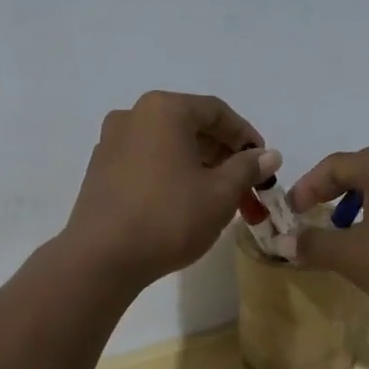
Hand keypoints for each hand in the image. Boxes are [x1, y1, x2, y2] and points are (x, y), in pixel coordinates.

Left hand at [61, 91, 277, 288]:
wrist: (101, 258)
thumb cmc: (169, 217)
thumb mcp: (220, 194)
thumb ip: (247, 168)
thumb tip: (268, 155)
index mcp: (163, 110)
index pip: (216, 111)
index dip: (245, 135)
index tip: (263, 162)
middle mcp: (133, 115)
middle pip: (189, 125)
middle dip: (222, 153)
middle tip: (245, 184)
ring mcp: (111, 141)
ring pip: (167, 144)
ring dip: (197, 164)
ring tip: (218, 196)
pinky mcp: (100, 169)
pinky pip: (145, 160)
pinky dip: (170, 172)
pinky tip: (183, 201)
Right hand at [287, 146, 368, 319]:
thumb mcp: (353, 256)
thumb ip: (314, 245)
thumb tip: (283, 243)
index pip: (334, 165)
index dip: (306, 187)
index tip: (291, 212)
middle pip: (360, 168)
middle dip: (332, 191)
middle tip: (313, 214)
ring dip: (357, 202)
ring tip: (345, 230)